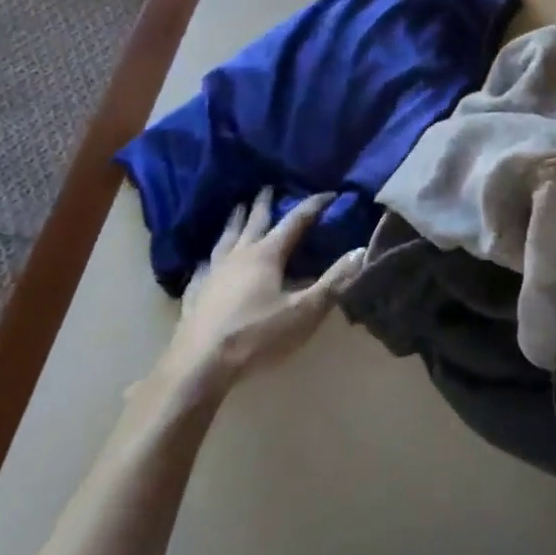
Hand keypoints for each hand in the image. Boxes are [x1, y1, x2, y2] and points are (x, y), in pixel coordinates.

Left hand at [150, 188, 363, 402]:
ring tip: (237, 209)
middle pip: (254, 222)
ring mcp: (212, 274)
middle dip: (264, 204)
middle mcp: (239, 256)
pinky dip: (209, 258)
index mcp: (267, 254)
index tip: (330, 194)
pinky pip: (203, 268)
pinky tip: (206, 262)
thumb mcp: (305, 311)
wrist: (198, 367)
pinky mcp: (194, 295)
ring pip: (226, 239)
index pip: (295, 221)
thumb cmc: (257, 336)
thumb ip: (334, 281)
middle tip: (267, 187)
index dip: (314, 205)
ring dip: (235, 222)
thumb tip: (361, 250)